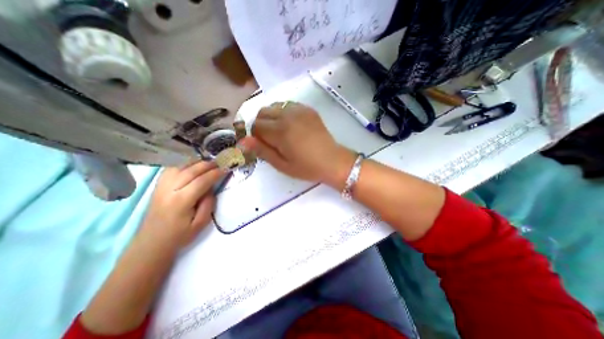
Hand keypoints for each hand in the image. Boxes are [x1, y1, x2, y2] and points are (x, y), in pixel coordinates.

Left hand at [139, 162, 223, 251]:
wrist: (151, 242)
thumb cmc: (179, 235)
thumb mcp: (201, 223)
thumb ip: (209, 203)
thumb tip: (211, 187)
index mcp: (181, 202)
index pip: (201, 181)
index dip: (215, 174)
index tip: (226, 169)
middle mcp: (169, 190)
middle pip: (190, 171)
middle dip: (207, 165)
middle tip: (219, 163)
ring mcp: (160, 187)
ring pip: (179, 167)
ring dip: (195, 162)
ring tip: (207, 163)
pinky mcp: (157, 186)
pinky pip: (171, 169)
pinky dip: (183, 165)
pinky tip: (191, 167)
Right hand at [238, 102, 354, 188]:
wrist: (332, 161)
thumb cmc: (307, 167)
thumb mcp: (282, 165)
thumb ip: (262, 151)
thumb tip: (243, 141)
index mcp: (280, 131)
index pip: (256, 126)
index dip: (256, 137)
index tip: (264, 146)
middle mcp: (288, 115)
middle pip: (263, 112)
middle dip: (261, 125)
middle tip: (271, 139)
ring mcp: (299, 110)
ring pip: (274, 106)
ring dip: (272, 117)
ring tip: (281, 132)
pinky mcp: (308, 109)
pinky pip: (288, 105)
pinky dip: (284, 113)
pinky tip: (292, 125)